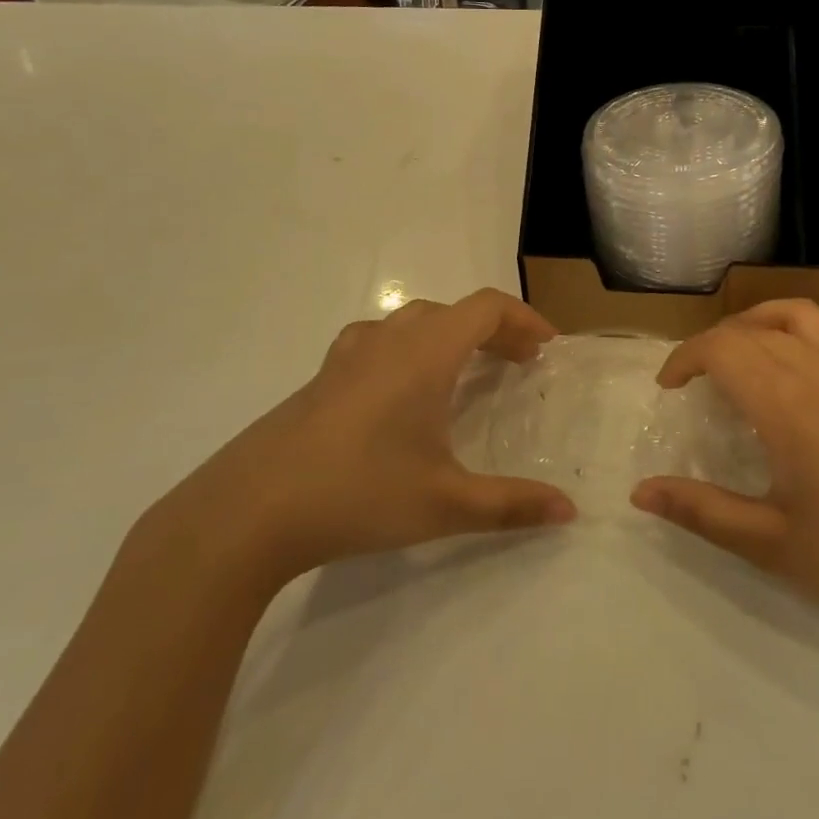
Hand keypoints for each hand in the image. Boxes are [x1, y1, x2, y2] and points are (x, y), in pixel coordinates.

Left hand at [159, 289, 575, 591]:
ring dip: (450, 336)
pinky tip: (402, 393)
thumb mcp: (446, 504)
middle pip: (453, 312)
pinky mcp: (321, 379)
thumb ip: (512, 504)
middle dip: (493, 330)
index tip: (547, 347)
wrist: (248, 512)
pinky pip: (379, 342)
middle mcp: (388, 340)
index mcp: (424, 353)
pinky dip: (410, 350)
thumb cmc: (359, 494)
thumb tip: (569, 512)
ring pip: (412, 322)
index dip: (523, 318)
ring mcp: (347, 356)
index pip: (485, 307)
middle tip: (518, 364)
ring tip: (466, 371)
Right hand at [631, 300, 818, 635]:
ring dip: (755, 323)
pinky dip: (803, 328)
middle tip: (696, 384)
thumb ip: (701, 511)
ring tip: (741, 354)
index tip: (669, 388)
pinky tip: (803, 360)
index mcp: (787, 403)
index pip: (721, 348)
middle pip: (750, 329)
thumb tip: (640, 491)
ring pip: (794, 313)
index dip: (684, 358)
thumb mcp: (772, 545)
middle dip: (712, 346)